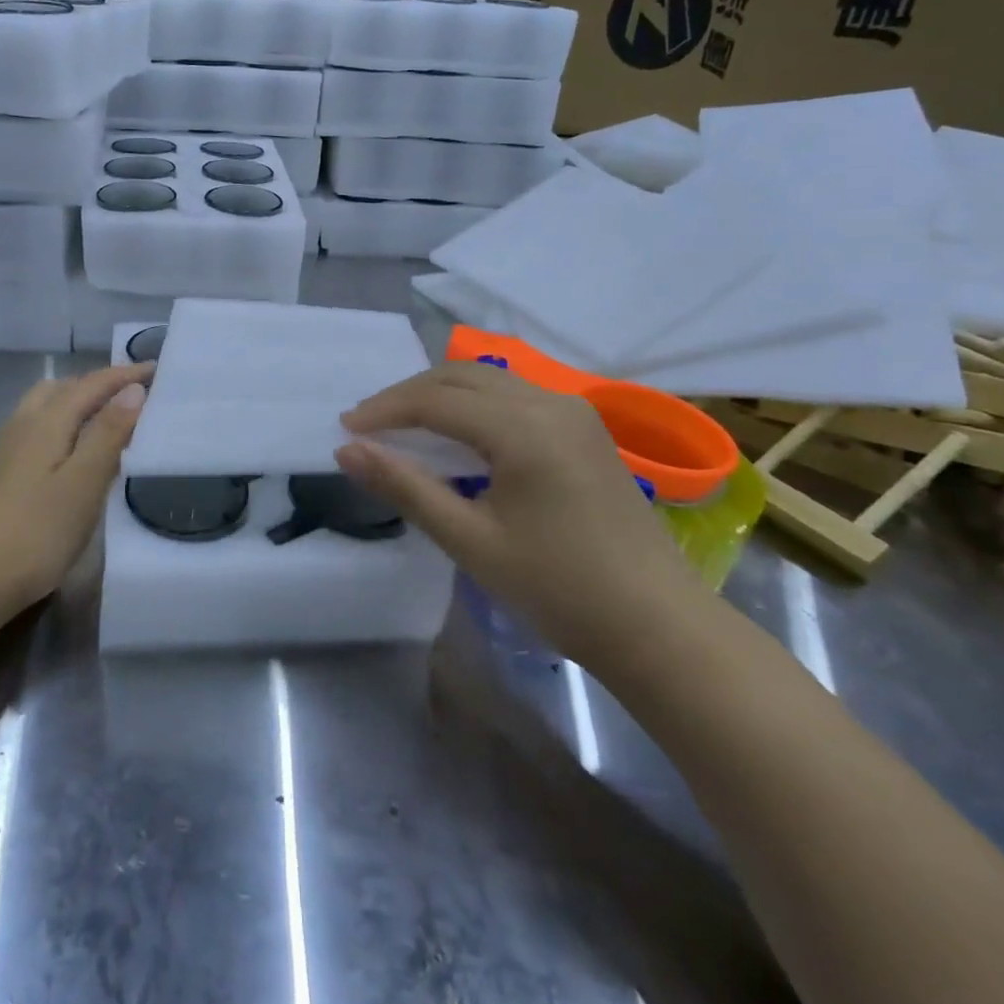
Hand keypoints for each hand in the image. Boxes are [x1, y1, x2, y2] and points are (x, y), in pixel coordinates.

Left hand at [0, 362, 152, 613]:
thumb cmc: (35, 532)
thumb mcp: (83, 482)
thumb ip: (108, 433)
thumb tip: (132, 390)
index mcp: (47, 421)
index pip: (91, 385)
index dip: (124, 375)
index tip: (156, 370)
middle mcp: (22, 425)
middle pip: (62, 388)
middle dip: (98, 384)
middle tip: (132, 394)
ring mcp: (5, 450)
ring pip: (45, 408)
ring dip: (77, 402)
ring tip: (106, 420)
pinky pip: (37, 429)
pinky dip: (62, 425)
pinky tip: (71, 453)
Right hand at [336, 362, 707, 668]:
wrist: (659, 627)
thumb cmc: (559, 589)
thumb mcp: (471, 540)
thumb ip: (406, 487)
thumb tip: (346, 451)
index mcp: (525, 427)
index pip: (436, 400)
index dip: (385, 410)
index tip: (344, 429)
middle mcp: (551, 402)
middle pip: (461, 377)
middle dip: (408, 395)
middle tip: (368, 425)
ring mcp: (574, 413)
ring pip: (489, 382)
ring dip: (440, 395)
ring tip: (403, 426)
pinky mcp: (585, 430)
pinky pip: (514, 397)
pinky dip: (473, 405)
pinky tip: (457, 435)